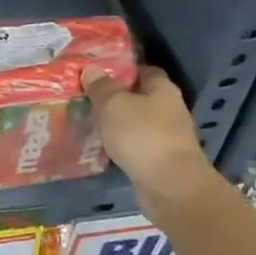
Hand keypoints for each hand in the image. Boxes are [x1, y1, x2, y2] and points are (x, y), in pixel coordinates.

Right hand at [80, 65, 215, 200]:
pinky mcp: (160, 161)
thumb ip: (101, 87)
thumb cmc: (142, 136)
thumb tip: (91, 69)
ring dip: (117, 124)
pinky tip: (101, 147)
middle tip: (86, 99)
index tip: (97, 74)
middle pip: (140, 98)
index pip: (144, 71)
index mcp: (163, 89)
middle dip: (116, 98)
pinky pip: (135, 146)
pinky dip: (120, 145)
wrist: (169, 186)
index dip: (122, 70)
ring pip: (136, 123)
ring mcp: (166, 137)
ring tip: (87, 122)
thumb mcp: (114, 105)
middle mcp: (169, 110)